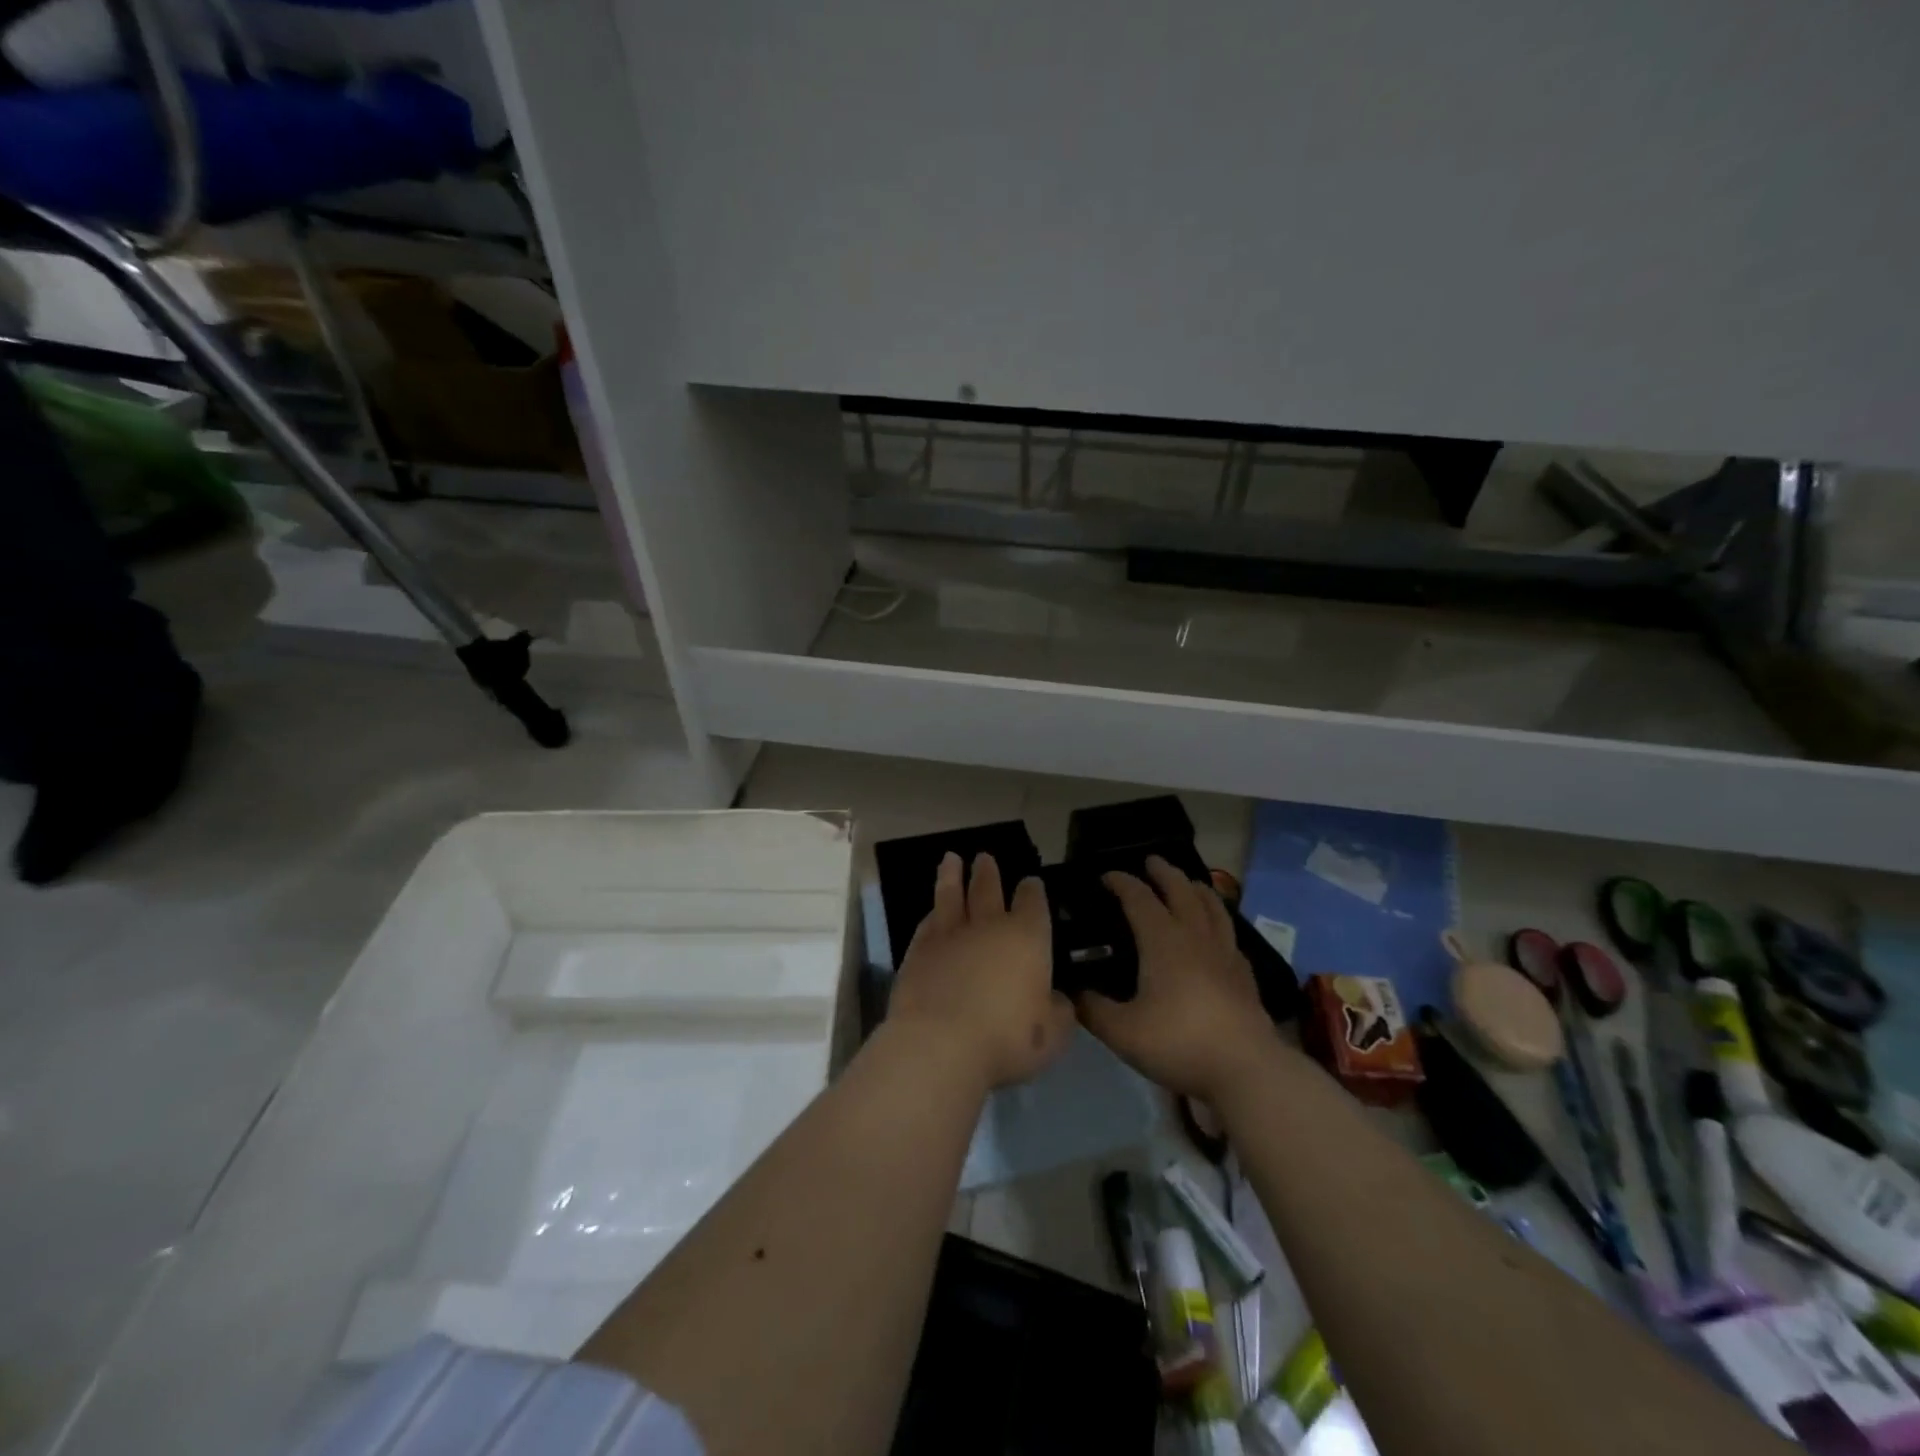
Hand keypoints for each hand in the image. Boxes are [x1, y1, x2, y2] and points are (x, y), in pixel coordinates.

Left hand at [887, 852, 1076, 1090]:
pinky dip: (931, 914)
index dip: (1032, 890)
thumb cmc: (1008, 1038)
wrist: (940, 1045)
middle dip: (988, 872)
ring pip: (951, 896)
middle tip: (985, 856)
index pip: (1033, 902)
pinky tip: (931, 911)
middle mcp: (988, 926)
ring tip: (951, 859)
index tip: (1030, 881)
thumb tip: (1058, 999)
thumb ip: (1059, 1011)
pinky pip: (927, 924)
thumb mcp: (1053, 1035)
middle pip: (988, 889)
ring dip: (952, 876)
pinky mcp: (918, 951)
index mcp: (1027, 937)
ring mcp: (949, 935)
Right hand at [1078, 856, 1273, 1101]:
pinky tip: (1217, 932)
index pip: (1138, 898)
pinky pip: (1229, 934)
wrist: (1245, 1070)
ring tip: (1190, 883)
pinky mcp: (1244, 974)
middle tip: (1151, 861)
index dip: (1121, 882)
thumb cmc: (1179, 1043)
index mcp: (1162, 941)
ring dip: (1197, 888)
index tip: (1105, 876)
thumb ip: (1093, 1010)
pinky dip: (1219, 920)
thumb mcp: (1122, 1032)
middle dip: (1163, 872)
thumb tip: (1073, 993)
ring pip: (1212, 907)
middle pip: (1181, 891)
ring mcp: (1225, 953)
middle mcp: (1195, 937)